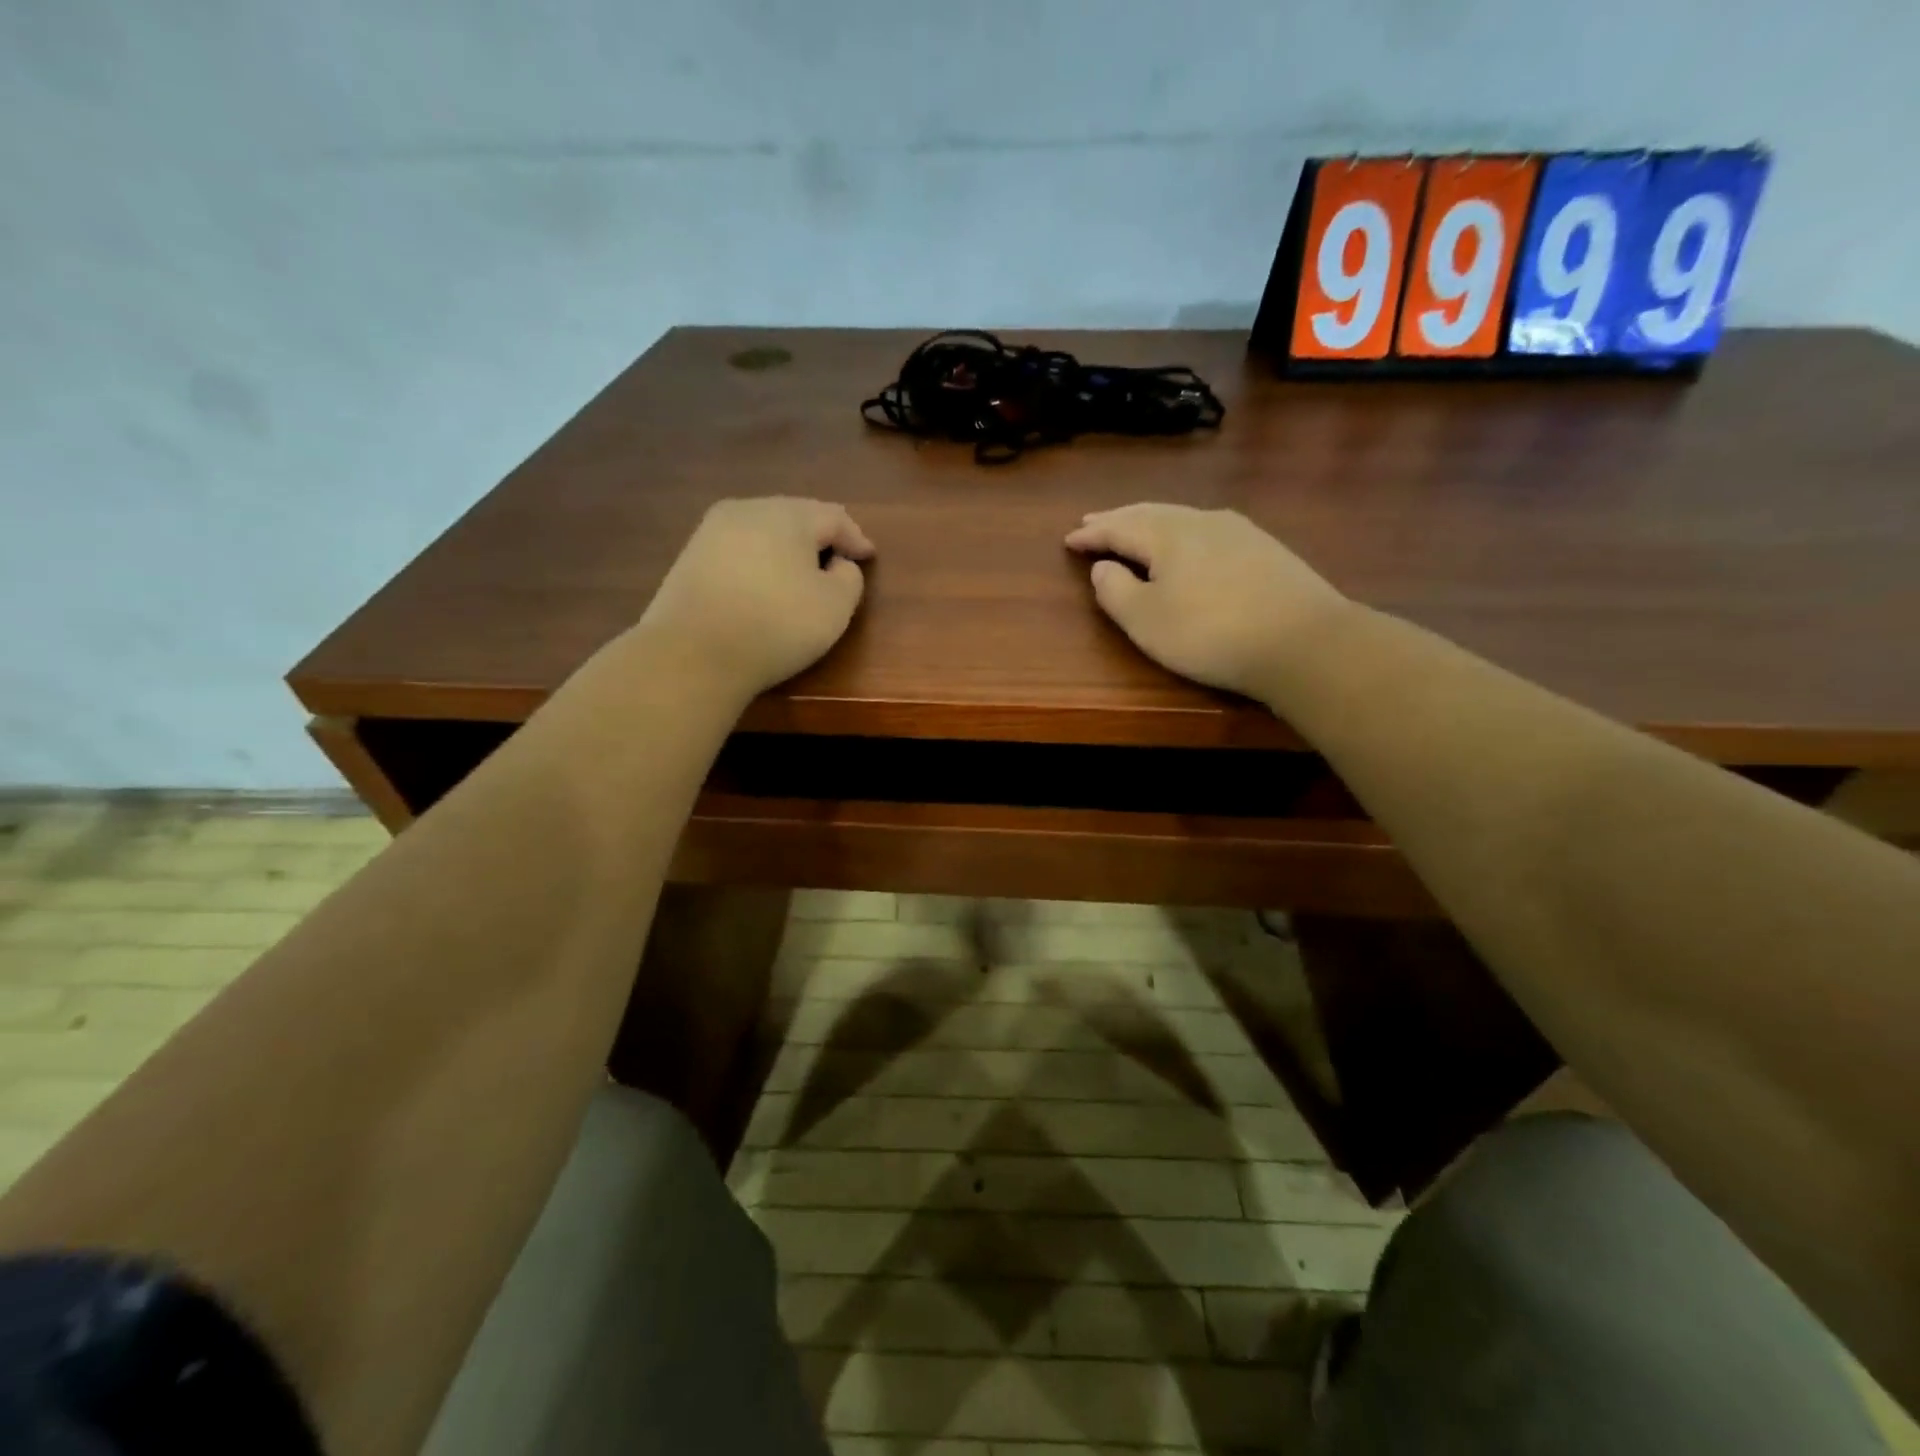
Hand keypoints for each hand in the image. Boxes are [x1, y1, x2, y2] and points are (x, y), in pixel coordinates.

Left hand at [639, 497, 873, 698]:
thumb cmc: (776, 624)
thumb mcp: (835, 606)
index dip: (856, 538)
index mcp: (787, 514)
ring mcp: (710, 533)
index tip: (869, 557)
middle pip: (794, 517)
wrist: (693, 653)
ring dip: (785, 551)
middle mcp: (746, 510)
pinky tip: (762, 589)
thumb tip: (836, 564)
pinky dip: (758, 565)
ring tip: (800, 576)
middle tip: (836, 562)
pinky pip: (737, 553)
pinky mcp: (688, 559)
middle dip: (819, 539)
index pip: (833, 516)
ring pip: (762, 533)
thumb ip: (850, 577)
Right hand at [1065, 503, 1348, 701]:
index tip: (1069, 539)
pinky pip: (1207, 530)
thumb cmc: (1210, 633)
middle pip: (1150, 513)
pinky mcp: (1265, 548)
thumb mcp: (1145, 620)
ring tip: (1134, 529)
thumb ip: (1114, 590)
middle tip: (1093, 521)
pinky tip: (1187, 543)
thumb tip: (1104, 566)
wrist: (1303, 641)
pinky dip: (1182, 533)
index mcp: (1167, 534)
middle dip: (1118, 519)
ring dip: (1151, 522)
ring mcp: (1239, 531)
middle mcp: (1201, 521)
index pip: (1119, 527)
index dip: (1092, 534)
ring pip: (1181, 517)